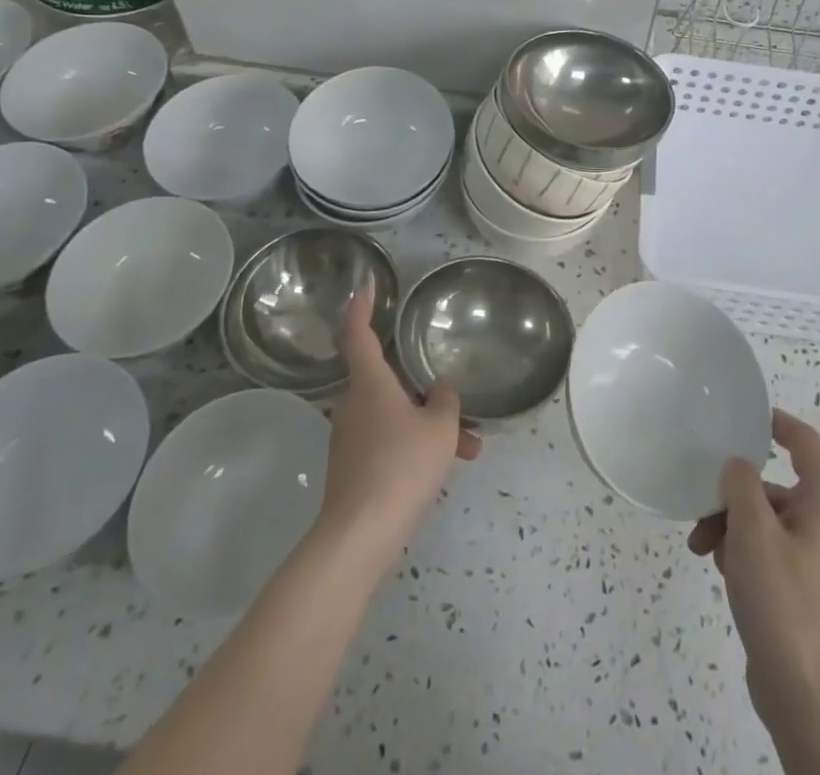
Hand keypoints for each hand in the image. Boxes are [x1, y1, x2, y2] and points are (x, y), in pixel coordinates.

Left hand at [317, 290, 478, 559]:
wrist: (360, 535)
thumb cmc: (401, 465)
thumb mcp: (440, 428)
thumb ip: (444, 401)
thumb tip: (439, 389)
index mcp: (369, 383)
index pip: (359, 334)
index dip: (361, 307)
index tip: (366, 285)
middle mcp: (353, 404)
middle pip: (387, 379)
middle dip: (422, 386)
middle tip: (453, 394)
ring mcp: (350, 437)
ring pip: (395, 415)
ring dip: (428, 424)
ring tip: (469, 447)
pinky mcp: (353, 467)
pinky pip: (390, 441)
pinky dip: (416, 445)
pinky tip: (446, 466)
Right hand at [689, 409, 819, 734]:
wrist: (809, 701)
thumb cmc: (785, 602)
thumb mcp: (753, 531)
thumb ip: (741, 484)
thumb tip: (738, 466)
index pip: (807, 444)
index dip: (779, 424)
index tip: (745, 417)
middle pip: (776, 486)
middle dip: (734, 492)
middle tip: (702, 506)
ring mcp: (814, 562)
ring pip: (765, 521)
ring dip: (730, 525)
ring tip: (700, 548)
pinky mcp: (800, 592)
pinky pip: (766, 552)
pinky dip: (740, 551)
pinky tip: (717, 568)